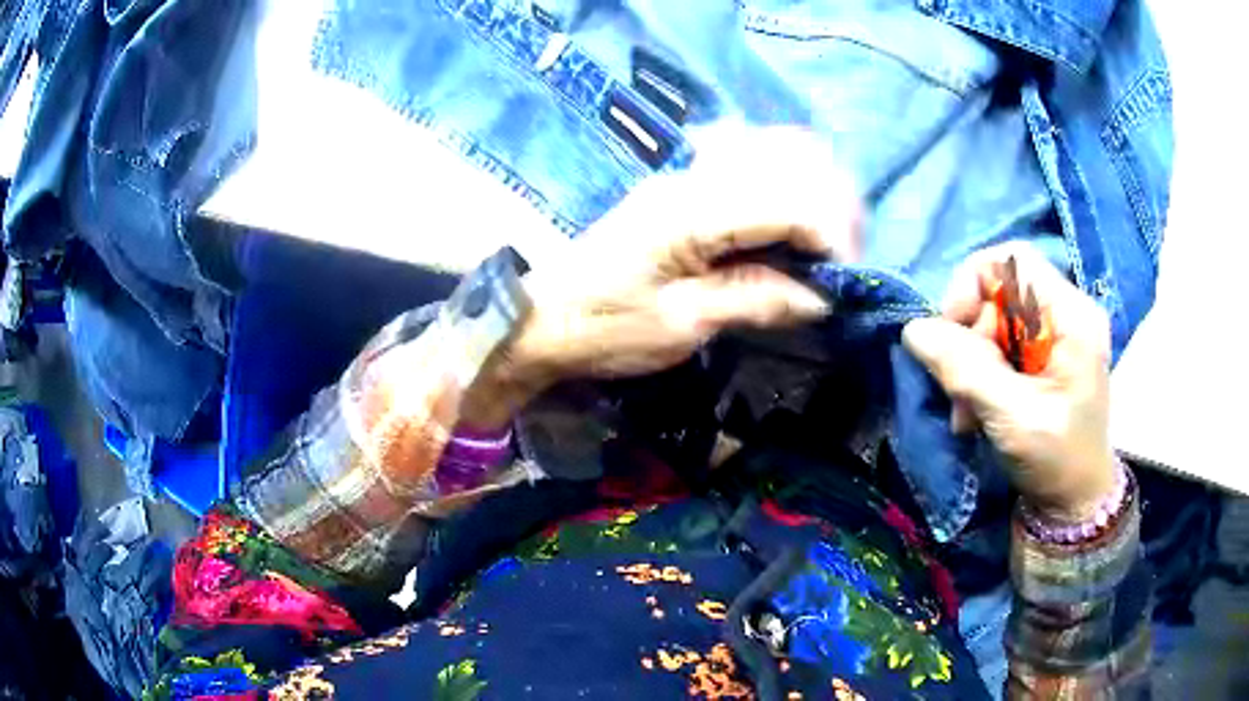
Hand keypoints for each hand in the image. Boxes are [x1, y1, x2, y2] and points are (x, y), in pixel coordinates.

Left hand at [465, 128, 862, 427]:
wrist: (540, 319)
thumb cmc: (604, 329)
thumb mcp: (683, 325)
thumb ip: (756, 300)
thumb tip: (823, 297)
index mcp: (693, 212)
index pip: (788, 201)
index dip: (829, 235)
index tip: (845, 279)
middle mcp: (692, 178)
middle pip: (788, 162)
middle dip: (829, 207)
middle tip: (839, 260)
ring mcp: (684, 175)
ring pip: (770, 153)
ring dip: (809, 190)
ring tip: (820, 242)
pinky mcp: (679, 188)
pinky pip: (746, 164)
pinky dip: (781, 186)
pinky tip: (786, 223)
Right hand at [901, 243, 1115, 521]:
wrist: (1075, 502)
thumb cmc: (1057, 462)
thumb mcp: (1013, 419)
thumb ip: (967, 371)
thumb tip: (914, 330)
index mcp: (1072, 317)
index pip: (1012, 260)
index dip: (973, 285)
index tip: (952, 333)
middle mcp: (1066, 313)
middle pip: (999, 293)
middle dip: (970, 339)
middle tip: (961, 392)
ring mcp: (1056, 334)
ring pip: (993, 320)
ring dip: (971, 363)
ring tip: (967, 413)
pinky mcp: (1045, 355)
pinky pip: (999, 344)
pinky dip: (981, 374)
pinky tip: (978, 411)